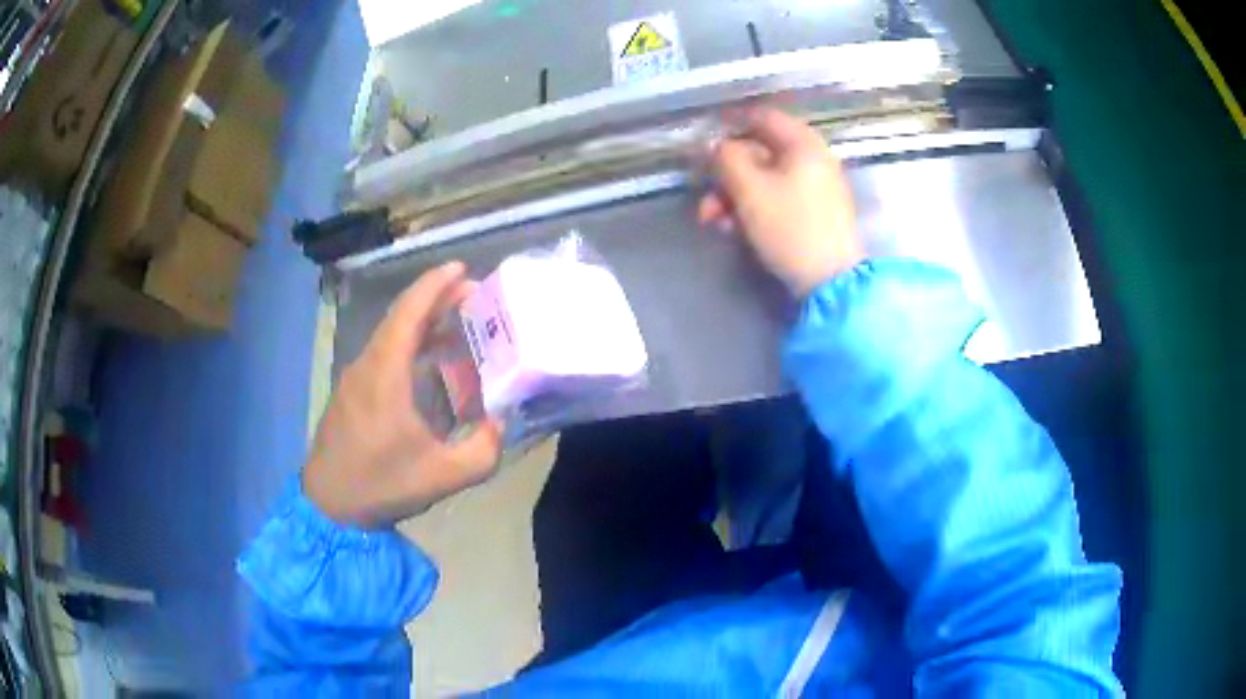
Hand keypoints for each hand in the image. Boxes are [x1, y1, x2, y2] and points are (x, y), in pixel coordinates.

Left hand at [304, 261, 502, 527]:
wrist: (330, 505)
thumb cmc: (381, 485)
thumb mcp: (442, 476)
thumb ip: (482, 450)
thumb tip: (500, 423)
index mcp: (385, 374)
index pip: (409, 312)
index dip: (435, 285)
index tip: (462, 268)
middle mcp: (367, 365)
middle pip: (401, 317)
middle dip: (435, 299)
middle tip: (473, 294)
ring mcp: (356, 378)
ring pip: (391, 335)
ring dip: (423, 322)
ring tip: (458, 323)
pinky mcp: (353, 392)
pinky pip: (384, 353)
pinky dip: (410, 344)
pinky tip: (430, 362)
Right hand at [698, 108, 863, 297]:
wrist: (830, 282)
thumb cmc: (790, 227)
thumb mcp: (749, 189)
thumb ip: (725, 158)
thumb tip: (713, 145)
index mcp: (803, 144)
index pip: (761, 117)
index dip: (728, 126)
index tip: (703, 146)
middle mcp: (813, 159)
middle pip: (760, 152)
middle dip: (726, 174)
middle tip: (704, 198)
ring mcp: (817, 188)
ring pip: (765, 180)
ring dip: (734, 196)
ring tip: (714, 222)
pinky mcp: (815, 214)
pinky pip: (779, 200)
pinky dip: (754, 209)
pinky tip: (735, 231)